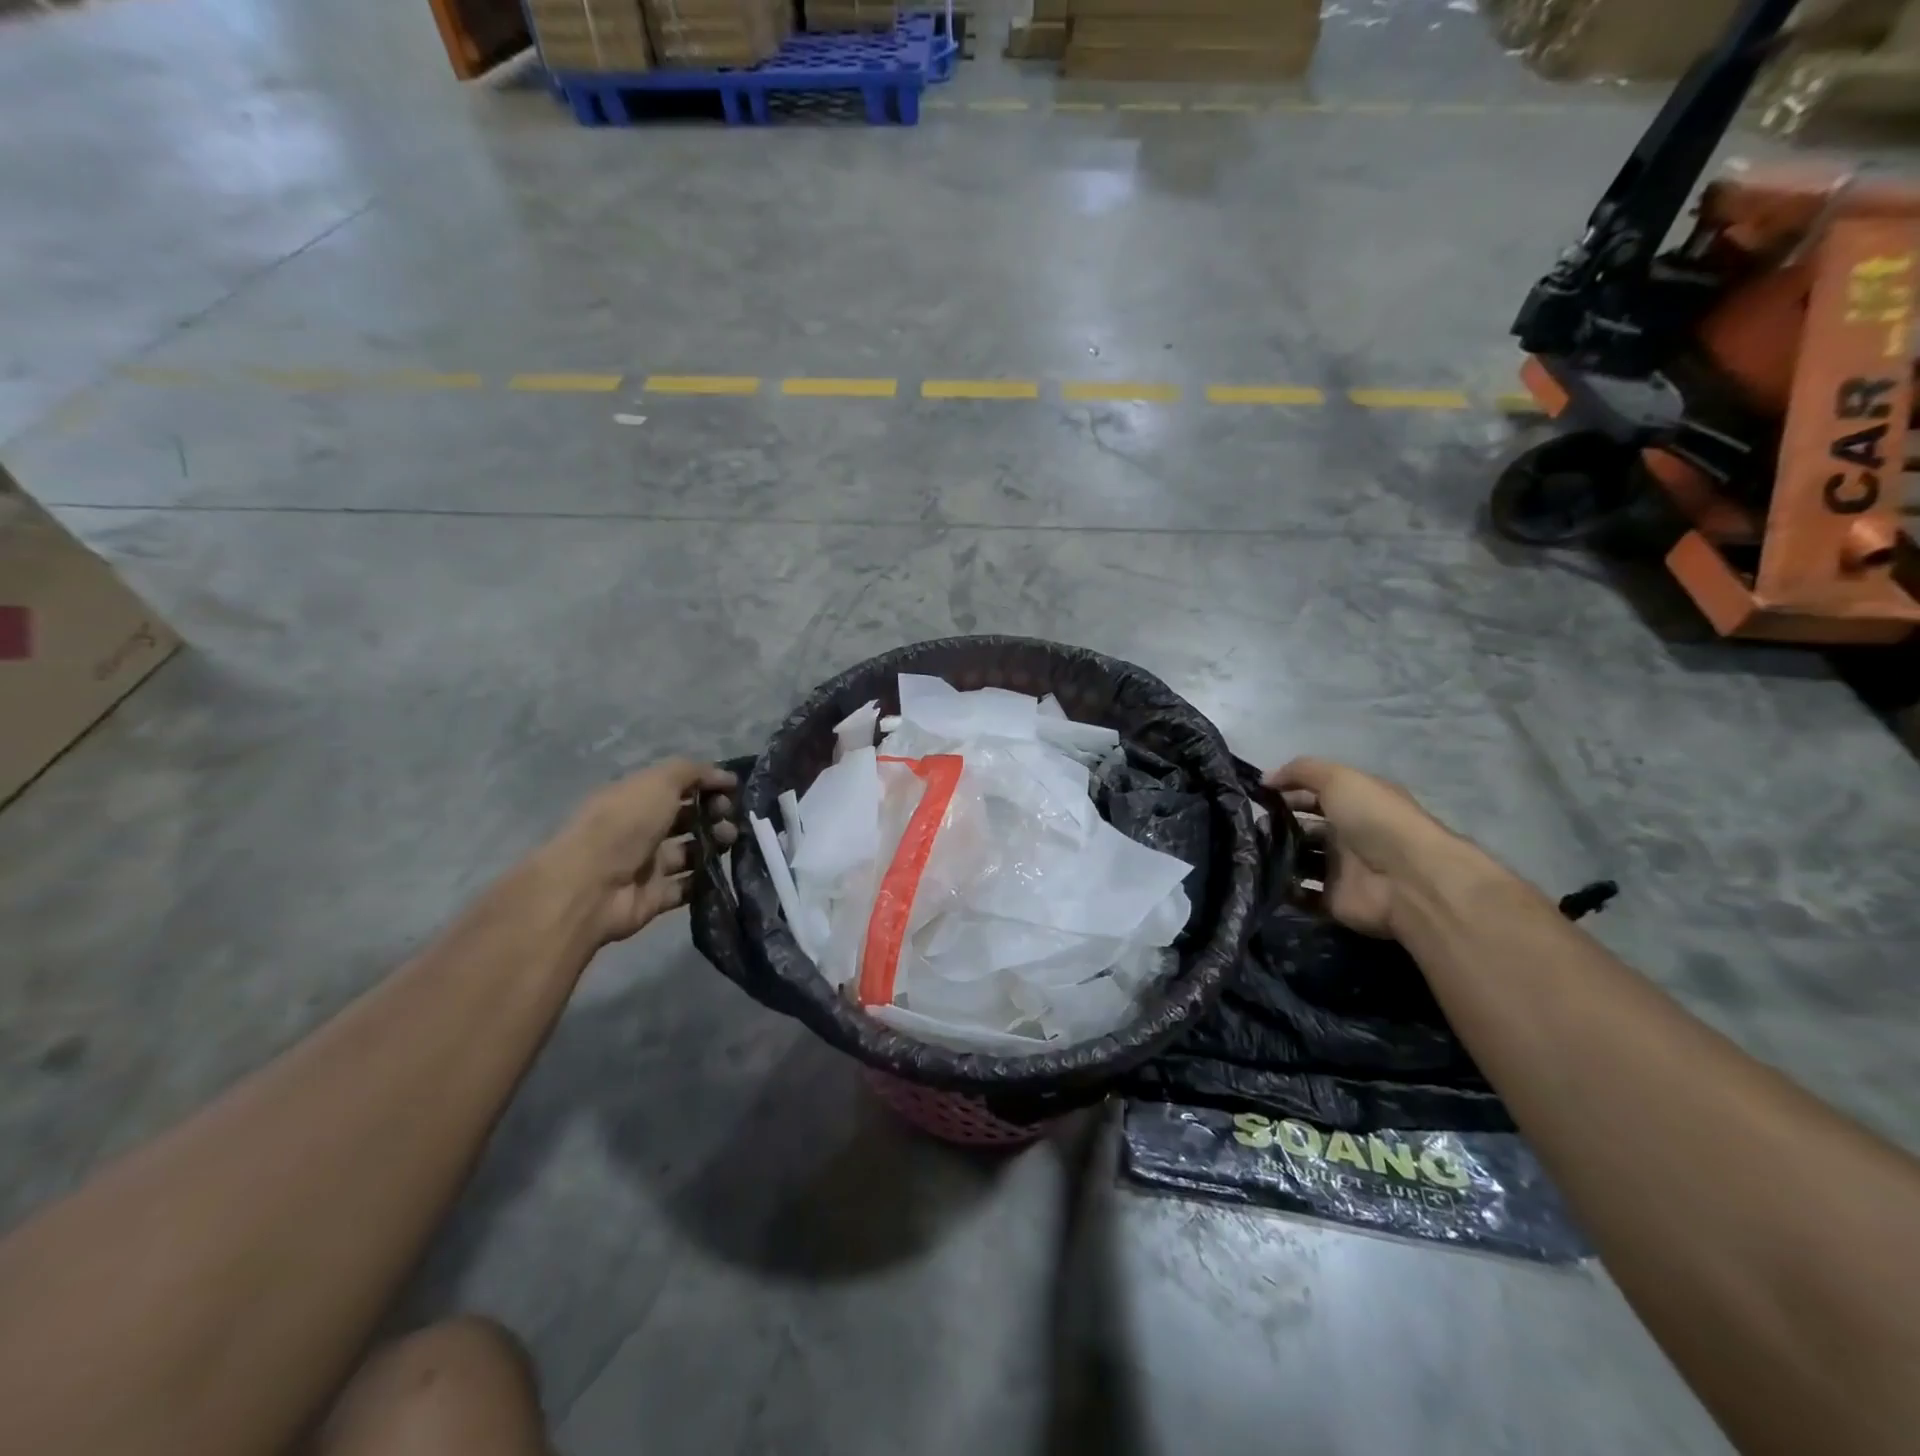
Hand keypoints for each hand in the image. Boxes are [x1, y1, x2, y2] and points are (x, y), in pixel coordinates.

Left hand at [539, 759, 737, 945]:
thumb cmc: (625, 823)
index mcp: (636, 798)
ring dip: (715, 843)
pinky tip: (723, 869)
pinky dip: (707, 879)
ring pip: (692, 851)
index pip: (677, 786)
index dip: (707, 784)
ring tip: (728, 841)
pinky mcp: (656, 896)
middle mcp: (640, 829)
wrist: (592, 885)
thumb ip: (694, 772)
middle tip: (730, 816)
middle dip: (715, 813)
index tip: (733, 789)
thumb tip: (726, 777)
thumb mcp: (659, 781)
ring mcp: (648, 864)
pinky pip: (689, 886)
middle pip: (687, 818)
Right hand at [1264, 757, 1464, 938]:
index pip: (1311, 796)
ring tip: (1247, 852)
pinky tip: (1260, 878)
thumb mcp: (1339, 779)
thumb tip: (1265, 779)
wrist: (1408, 879)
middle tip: (1246, 827)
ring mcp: (1340, 870)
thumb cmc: (1375, 820)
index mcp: (1353, 805)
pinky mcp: (1333, 900)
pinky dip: (1282, 889)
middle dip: (1275, 827)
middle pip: (1303, 829)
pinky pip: (1301, 895)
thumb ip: (1300, 771)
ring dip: (1274, 857)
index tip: (1253, 798)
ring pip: (1298, 861)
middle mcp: (1347, 836)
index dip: (1284, 793)